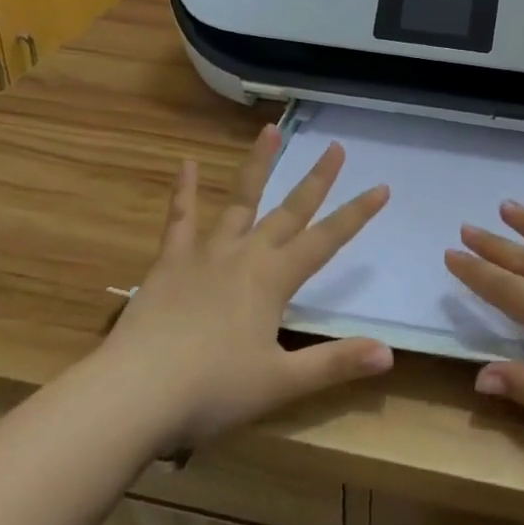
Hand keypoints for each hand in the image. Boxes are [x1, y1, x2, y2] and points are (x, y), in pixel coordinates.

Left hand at [104, 126, 393, 453]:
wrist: (134, 394)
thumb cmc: (212, 391)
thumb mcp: (280, 383)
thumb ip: (335, 364)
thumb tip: (389, 354)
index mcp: (274, 279)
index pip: (326, 240)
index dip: (356, 214)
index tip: (381, 187)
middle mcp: (246, 254)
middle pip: (290, 210)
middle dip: (317, 179)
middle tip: (336, 147)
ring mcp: (206, 252)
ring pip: (240, 199)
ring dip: (258, 164)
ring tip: (271, 130)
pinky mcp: (170, 261)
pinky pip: (180, 218)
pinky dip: (185, 190)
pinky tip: (187, 163)